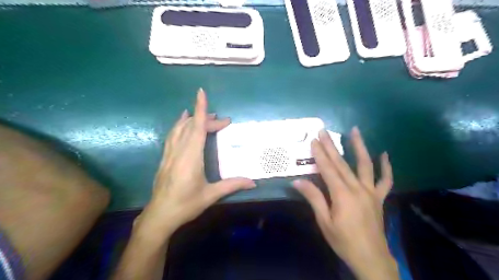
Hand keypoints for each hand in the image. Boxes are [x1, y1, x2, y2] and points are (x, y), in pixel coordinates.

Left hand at [136, 88, 254, 239]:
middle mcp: (179, 151)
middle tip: (223, 122)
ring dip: (192, 119)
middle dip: (207, 119)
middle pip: (191, 127)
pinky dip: (179, 125)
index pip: (197, 127)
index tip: (201, 92)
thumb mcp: (211, 195)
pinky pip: (172, 136)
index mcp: (191, 157)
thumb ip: (232, 185)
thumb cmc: (186, 204)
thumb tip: (253, 182)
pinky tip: (182, 123)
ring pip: (179, 129)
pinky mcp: (165, 158)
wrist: (159, 216)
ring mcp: (169, 154)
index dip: (200, 109)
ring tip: (202, 114)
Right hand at [293, 127, 397, 277]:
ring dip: (359, 146)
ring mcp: (371, 192)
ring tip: (355, 130)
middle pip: (342, 163)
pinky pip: (385, 180)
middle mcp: (358, 188)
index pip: (328, 169)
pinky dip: (386, 167)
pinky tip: (385, 155)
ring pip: (365, 165)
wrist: (371, 258)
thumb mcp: (324, 221)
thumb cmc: (343, 240)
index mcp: (342, 194)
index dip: (320, 154)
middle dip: (331, 145)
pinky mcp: (379, 197)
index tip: (314, 140)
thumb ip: (313, 198)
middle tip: (324, 131)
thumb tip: (298, 182)